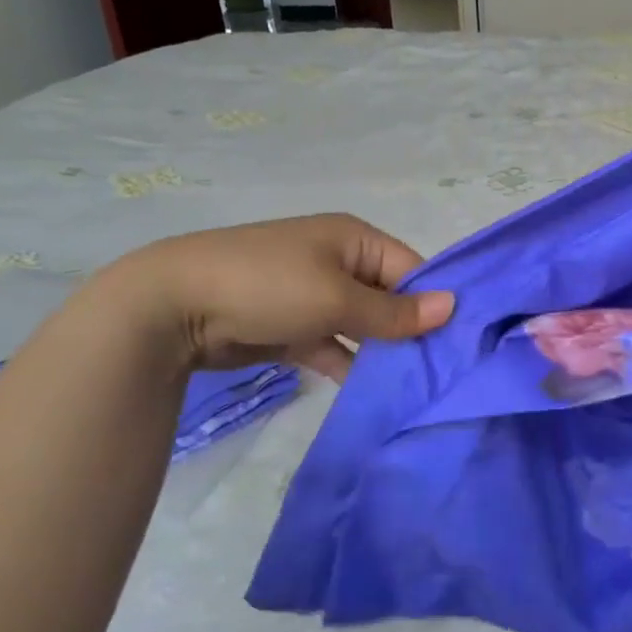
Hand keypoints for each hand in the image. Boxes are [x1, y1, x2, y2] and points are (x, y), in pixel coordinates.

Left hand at [104, 213, 454, 378]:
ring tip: (415, 388)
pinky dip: (349, 365)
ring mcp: (313, 295)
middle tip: (442, 372)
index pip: (411, 269)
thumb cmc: (268, 286)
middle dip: (411, 332)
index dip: (434, 302)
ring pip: (363, 326)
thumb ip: (395, 312)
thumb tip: (453, 306)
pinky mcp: (292, 327)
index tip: (460, 342)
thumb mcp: (337, 298)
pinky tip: (372, 392)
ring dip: (382, 352)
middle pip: (389, 299)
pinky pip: (333, 345)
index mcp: (354, 239)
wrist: (172, 306)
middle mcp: (338, 262)